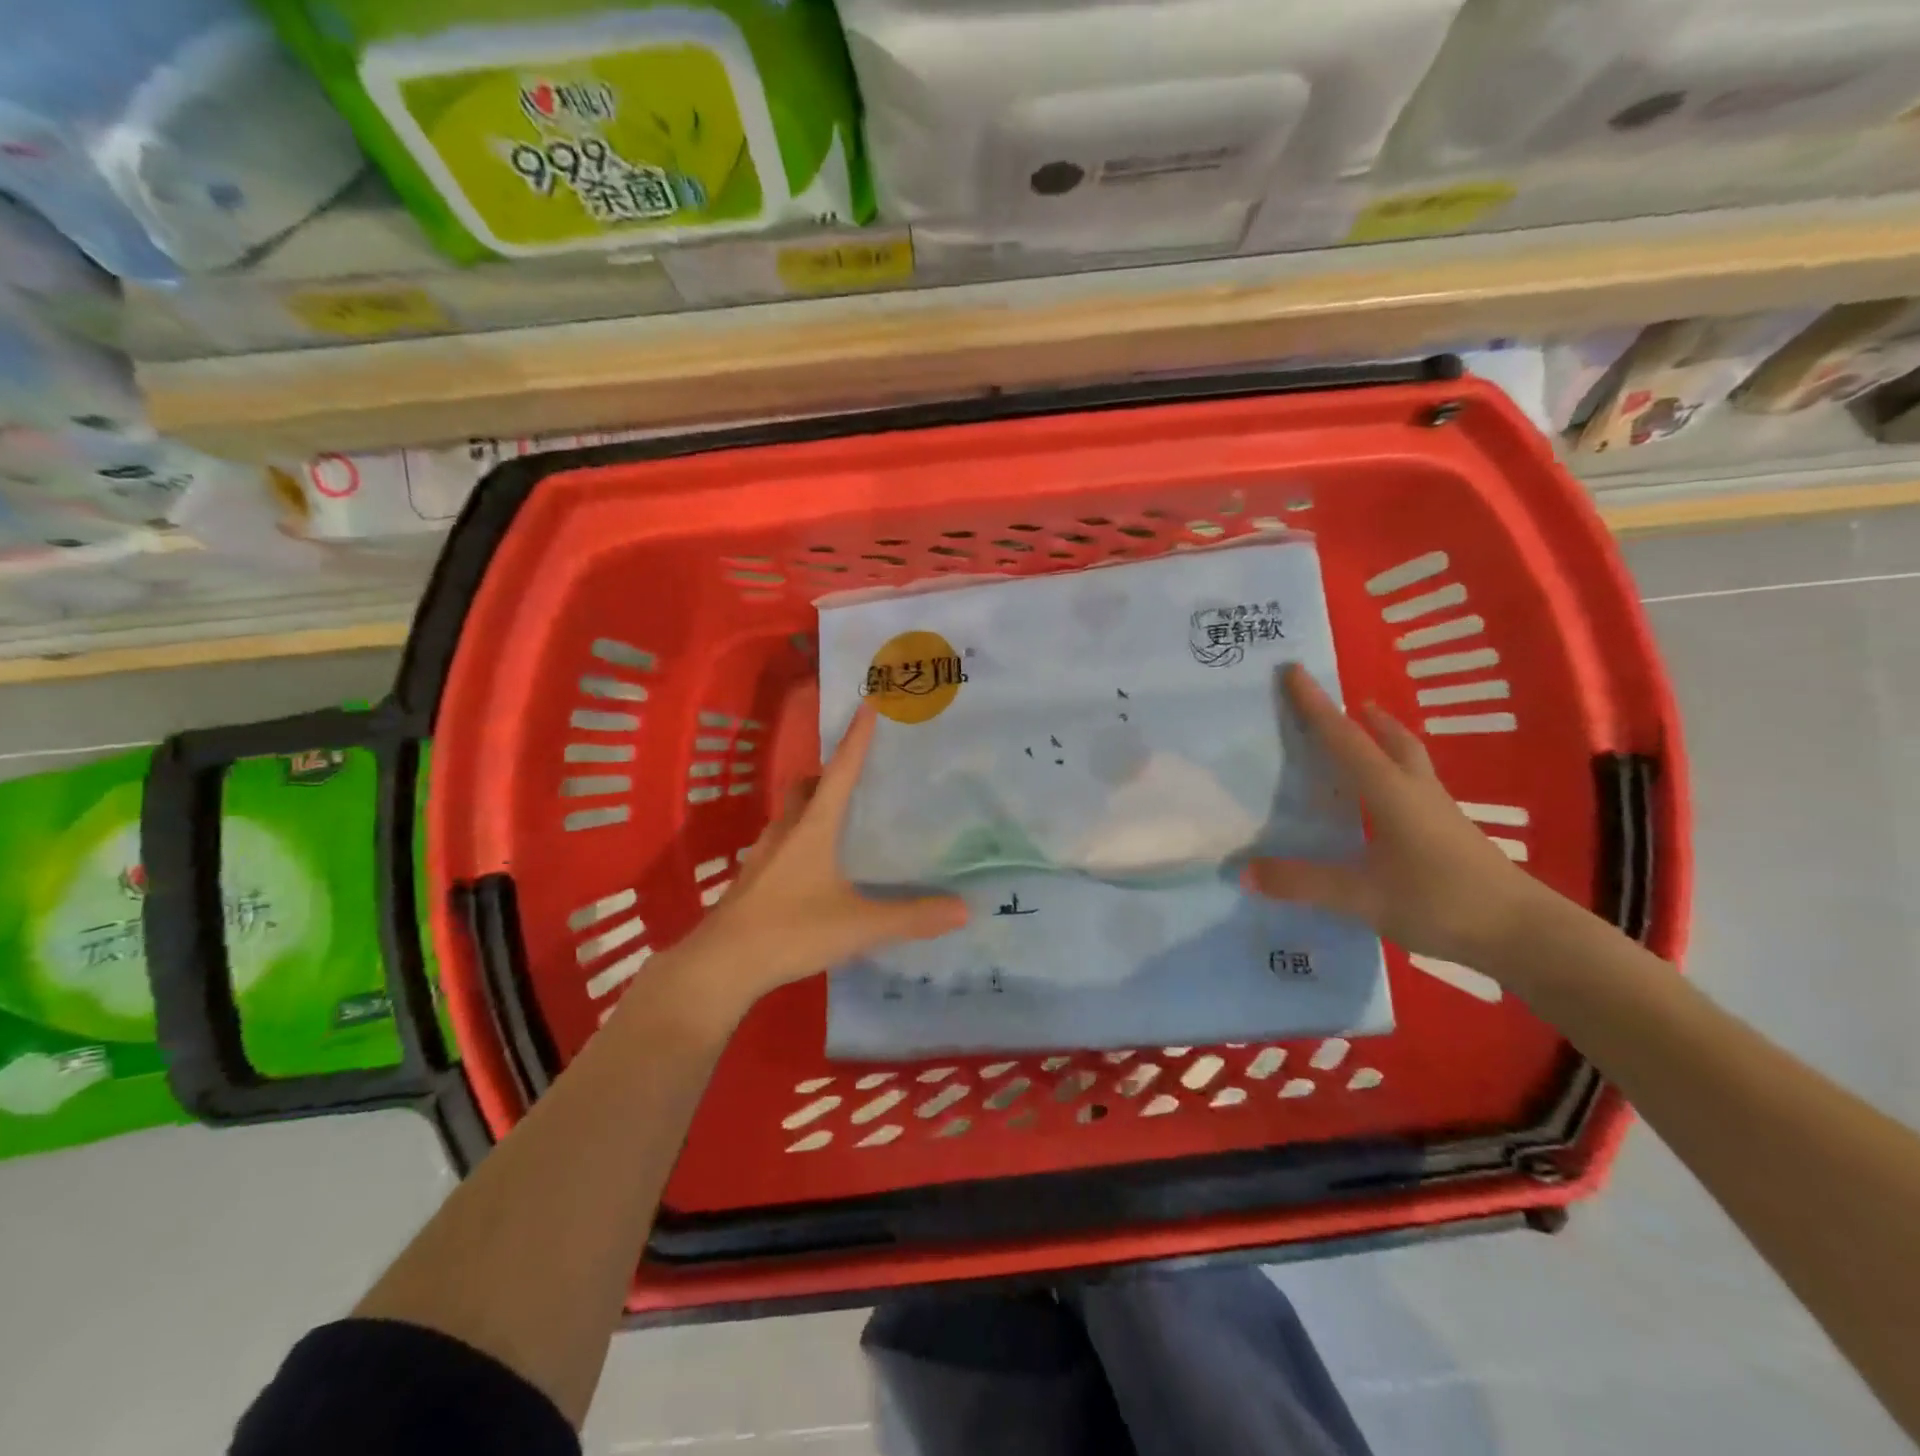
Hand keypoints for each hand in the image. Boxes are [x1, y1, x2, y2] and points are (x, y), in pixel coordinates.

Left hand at [681, 703, 968, 1009]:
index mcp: (813, 828)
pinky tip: (812, 867)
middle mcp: (786, 831)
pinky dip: (797, 838)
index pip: (841, 772)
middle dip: (827, 775)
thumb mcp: (859, 925)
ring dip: (810, 807)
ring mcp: (763, 854)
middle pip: (805, 787)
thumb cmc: (792, 930)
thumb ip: (911, 917)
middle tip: (854, 777)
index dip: (856, 739)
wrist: (722, 964)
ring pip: (788, 815)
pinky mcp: (751, 879)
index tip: (867, 704)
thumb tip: (964, 908)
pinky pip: (779, 842)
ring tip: (837, 820)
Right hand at [1242, 664, 1543, 967]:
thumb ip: (1303, 884)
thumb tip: (1244, 871)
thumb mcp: (1362, 896)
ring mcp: (1440, 814)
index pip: (1345, 740)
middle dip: (1367, 718)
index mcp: (1390, 793)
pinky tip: (1388, 802)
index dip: (1316, 706)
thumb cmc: (1440, 901)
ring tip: (1369, 737)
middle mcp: (1416, 792)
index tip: (1294, 670)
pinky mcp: (1453, 835)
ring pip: (1410, 762)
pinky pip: (1417, 788)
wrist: (1525, 934)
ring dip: (1387, 741)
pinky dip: (1397, 775)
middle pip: (1392, 741)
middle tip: (1349, 703)